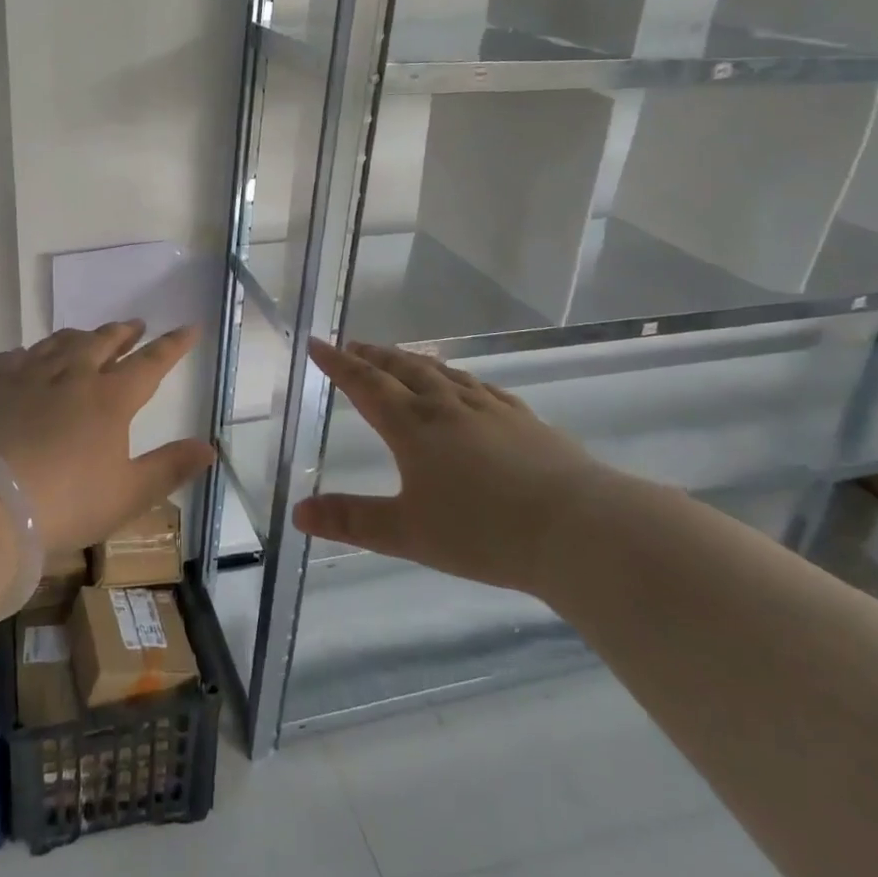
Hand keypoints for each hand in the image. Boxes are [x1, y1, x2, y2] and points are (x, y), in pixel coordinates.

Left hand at [0, 321, 216, 551]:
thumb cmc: (65, 502)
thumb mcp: (128, 494)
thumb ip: (170, 468)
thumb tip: (209, 448)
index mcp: (109, 398)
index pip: (151, 362)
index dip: (173, 345)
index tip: (189, 327)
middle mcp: (71, 375)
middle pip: (103, 342)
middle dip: (124, 332)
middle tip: (135, 326)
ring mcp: (27, 375)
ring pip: (59, 342)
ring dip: (80, 336)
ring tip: (87, 337)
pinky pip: (13, 357)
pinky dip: (27, 355)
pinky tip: (26, 360)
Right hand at [293, 338, 636, 595]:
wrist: (579, 528)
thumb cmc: (483, 531)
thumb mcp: (407, 533)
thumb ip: (351, 521)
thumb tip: (298, 513)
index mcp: (413, 426)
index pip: (365, 384)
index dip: (338, 364)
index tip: (317, 343)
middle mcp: (447, 407)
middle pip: (402, 370)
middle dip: (372, 356)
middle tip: (352, 344)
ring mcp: (490, 409)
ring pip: (442, 373)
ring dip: (412, 361)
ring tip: (399, 358)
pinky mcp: (524, 420)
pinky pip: (481, 387)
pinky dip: (459, 378)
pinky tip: (465, 385)